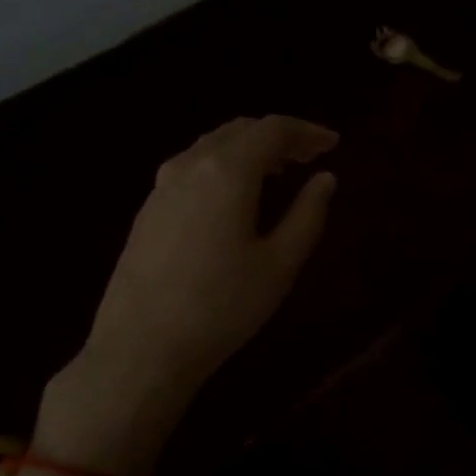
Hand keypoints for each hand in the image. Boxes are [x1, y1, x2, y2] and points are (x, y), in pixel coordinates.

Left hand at [33, 116, 338, 473]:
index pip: (272, 129)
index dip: (306, 131)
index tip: (333, 143)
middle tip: (309, 157)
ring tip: (277, 174)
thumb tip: (326, 178)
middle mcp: (190, 165)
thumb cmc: (222, 306)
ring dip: (249, 150)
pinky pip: (192, 168)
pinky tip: (234, 198)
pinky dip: (223, 167)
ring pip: (212, 147)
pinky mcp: (147, 210)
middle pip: (239, 131)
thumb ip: (308, 213)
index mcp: (227, 171)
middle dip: (278, 137)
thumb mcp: (280, 263)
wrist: (142, 347)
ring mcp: (161, 187)